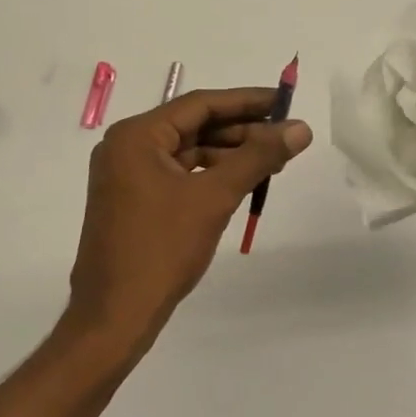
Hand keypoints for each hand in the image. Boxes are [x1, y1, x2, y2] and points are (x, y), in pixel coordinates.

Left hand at [68, 87, 311, 348]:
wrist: (114, 316)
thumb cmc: (162, 249)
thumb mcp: (215, 197)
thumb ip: (259, 157)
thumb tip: (301, 128)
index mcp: (136, 136)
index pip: (200, 104)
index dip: (246, 100)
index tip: (284, 101)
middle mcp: (127, 147)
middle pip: (193, 126)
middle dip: (241, 130)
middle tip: (285, 135)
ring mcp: (127, 175)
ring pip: (188, 152)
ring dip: (228, 153)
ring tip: (273, 160)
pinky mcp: (133, 200)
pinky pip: (178, 174)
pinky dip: (210, 175)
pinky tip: (242, 181)